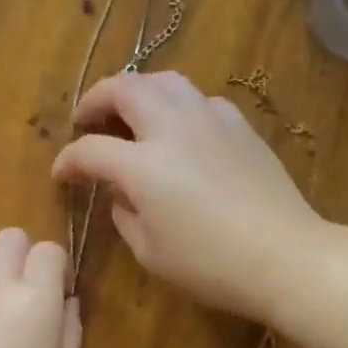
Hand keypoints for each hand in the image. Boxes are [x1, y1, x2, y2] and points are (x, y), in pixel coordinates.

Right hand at [51, 72, 325, 320]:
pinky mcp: (239, 126)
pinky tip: (180, 129)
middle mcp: (172, 128)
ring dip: (137, 90)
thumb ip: (125, 215)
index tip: (62, 175)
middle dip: (95, 100)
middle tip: (86, 120)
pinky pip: (199, 100)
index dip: (68, 161)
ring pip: (165, 81)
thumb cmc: (211, 266)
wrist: (285, 256)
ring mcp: (210, 120)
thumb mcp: (151, 252)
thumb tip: (121, 192)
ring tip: (130, 113)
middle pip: (124, 88)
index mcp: (143, 165)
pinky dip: (178, 106)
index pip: (90, 150)